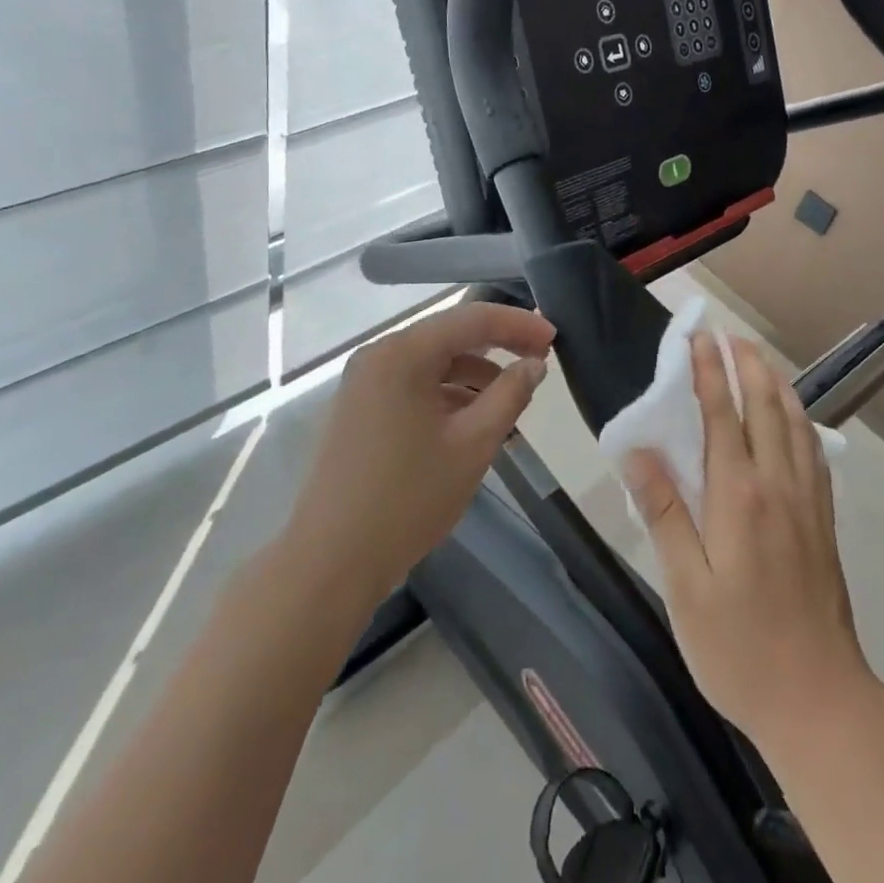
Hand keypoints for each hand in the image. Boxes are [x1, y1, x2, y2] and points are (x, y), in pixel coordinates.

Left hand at [287, 300, 555, 600]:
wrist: (329, 564)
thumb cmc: (407, 499)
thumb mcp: (473, 444)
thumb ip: (510, 395)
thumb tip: (534, 363)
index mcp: (403, 354)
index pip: (472, 318)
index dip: (518, 324)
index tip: (554, 337)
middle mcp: (379, 356)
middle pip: (450, 335)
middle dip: (498, 345)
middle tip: (539, 360)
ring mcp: (364, 383)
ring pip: (432, 362)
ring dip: (474, 373)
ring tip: (511, 398)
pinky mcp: (359, 409)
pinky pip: (413, 385)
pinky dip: (447, 394)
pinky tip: (472, 421)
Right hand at [627, 334, 875, 754]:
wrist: (820, 700)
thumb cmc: (739, 649)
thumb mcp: (686, 588)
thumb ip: (664, 514)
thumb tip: (638, 453)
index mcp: (739, 496)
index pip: (722, 414)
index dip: (709, 370)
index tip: (698, 335)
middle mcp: (778, 484)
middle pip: (765, 406)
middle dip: (747, 363)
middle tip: (729, 334)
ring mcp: (808, 500)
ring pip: (795, 422)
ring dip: (775, 383)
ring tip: (758, 359)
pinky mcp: (823, 519)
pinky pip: (812, 449)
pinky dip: (800, 417)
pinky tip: (794, 417)